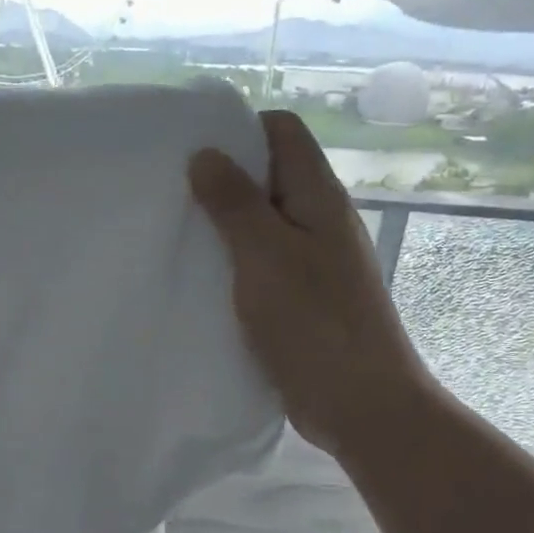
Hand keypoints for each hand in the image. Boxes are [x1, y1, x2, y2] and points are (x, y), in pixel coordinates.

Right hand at [190, 109, 431, 454]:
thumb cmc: (314, 322)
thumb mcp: (265, 254)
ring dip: (224, 224)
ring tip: (177, 233)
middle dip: (222, 177)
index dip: (240, 128)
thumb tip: (206, 154)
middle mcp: (319, 219)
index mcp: (318, 196)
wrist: (361, 404)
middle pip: (270, 175)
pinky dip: (232, 262)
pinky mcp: (301, 298)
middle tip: (171, 193)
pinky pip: (262, 263)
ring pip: (263, 222)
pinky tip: (200, 278)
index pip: (283, 131)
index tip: (191, 149)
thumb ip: (234, 202)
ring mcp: (312, 261)